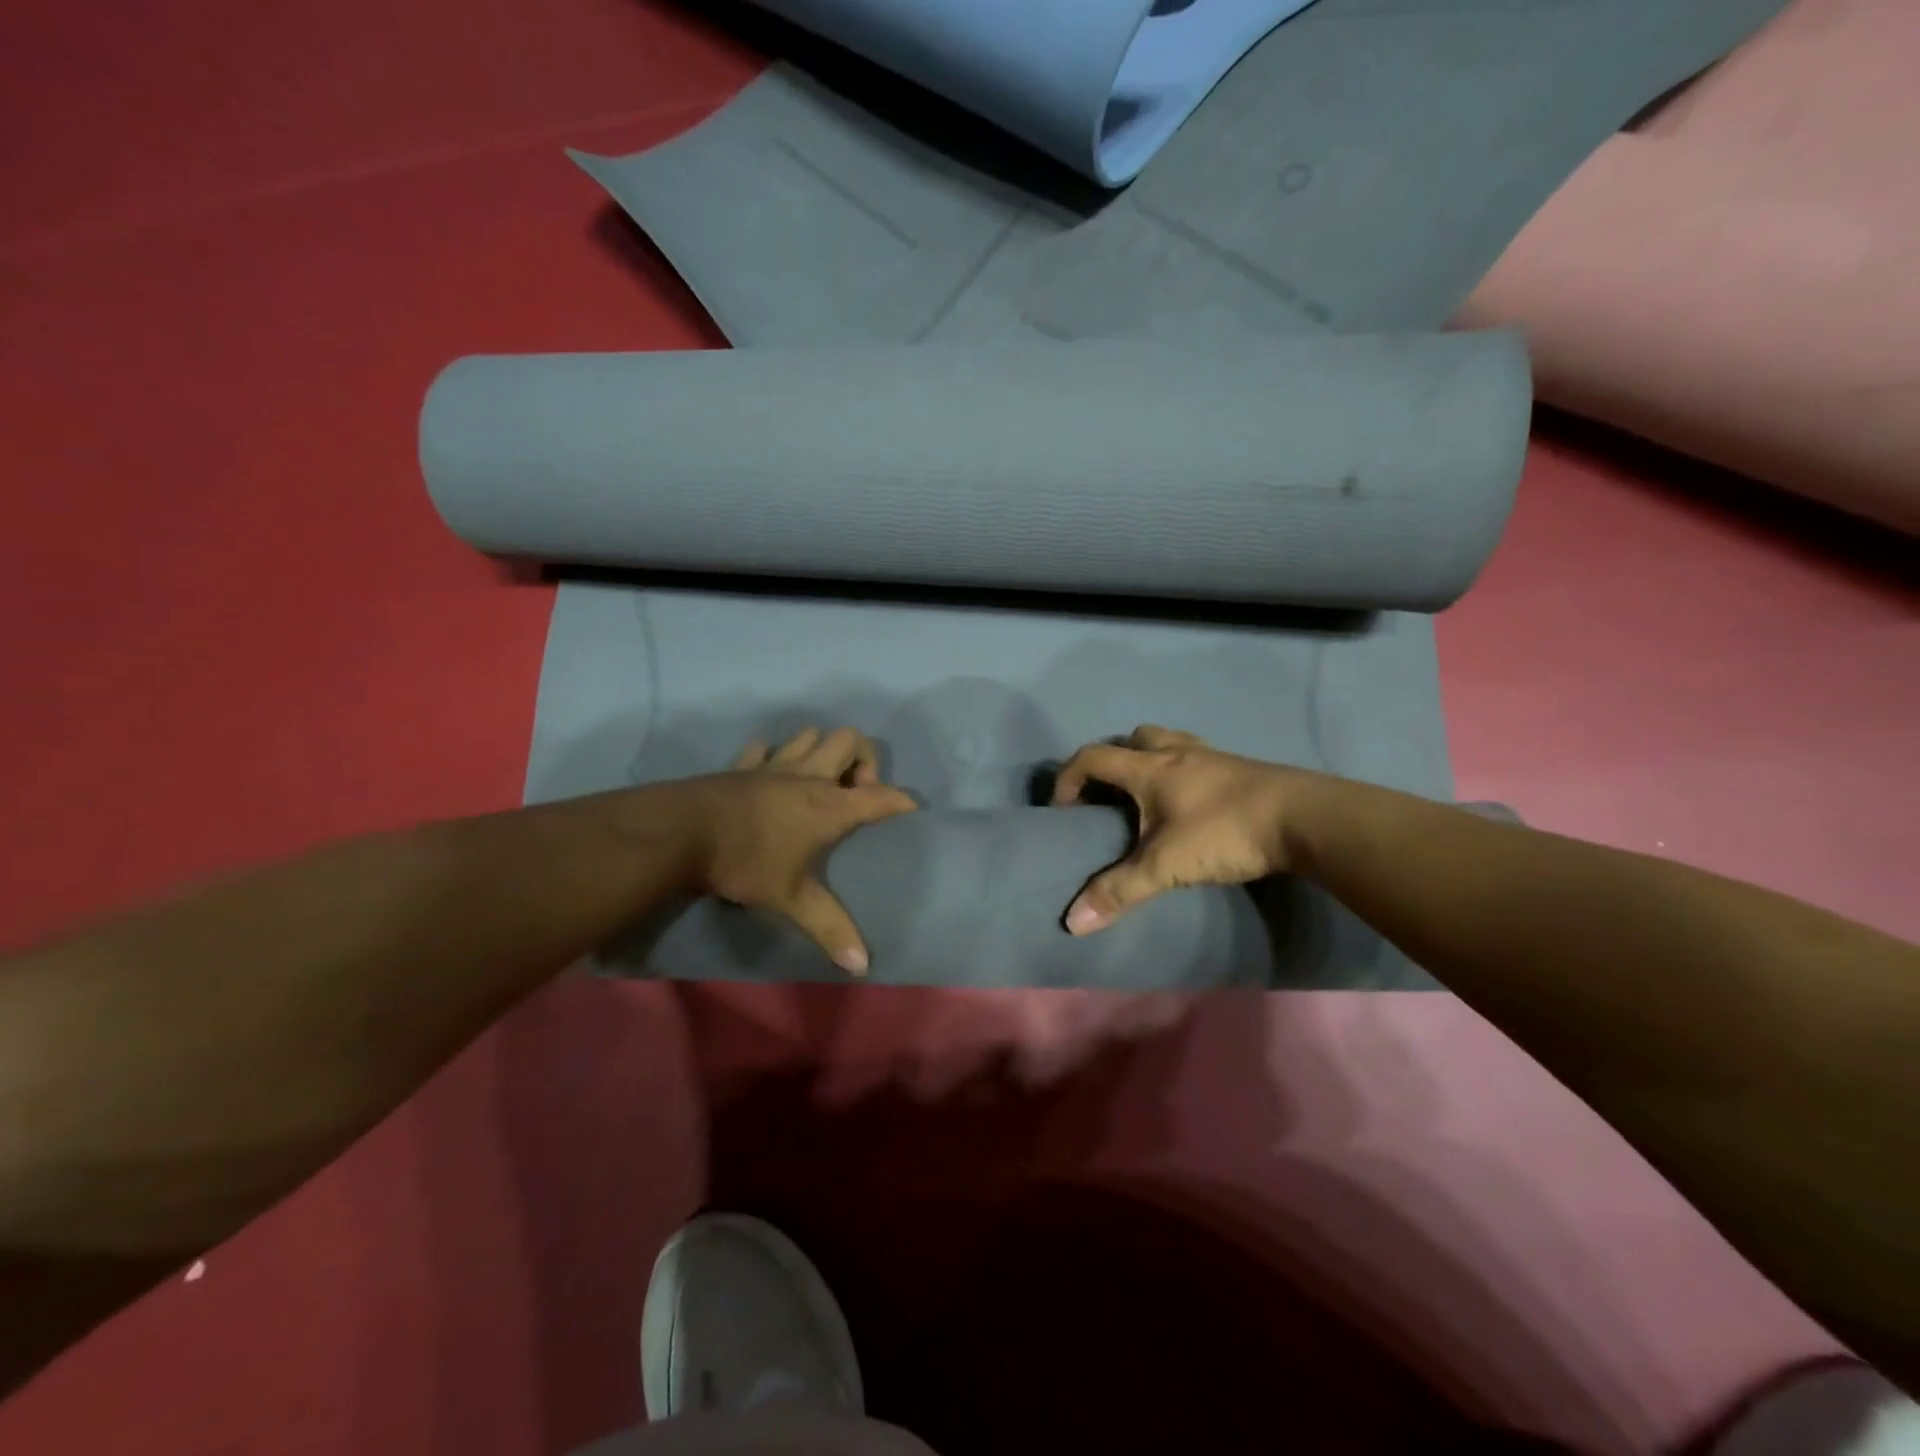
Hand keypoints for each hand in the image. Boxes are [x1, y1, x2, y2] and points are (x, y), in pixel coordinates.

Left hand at [685, 727, 915, 974]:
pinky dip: (774, 756)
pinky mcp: (744, 765)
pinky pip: (765, 748)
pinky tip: (771, 774)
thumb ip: (829, 928)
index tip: (910, 807)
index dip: (900, 800)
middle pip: (851, 741)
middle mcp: (809, 777)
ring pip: (810, 735)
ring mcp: (774, 766)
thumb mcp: (791, 899)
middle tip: (854, 793)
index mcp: (830, 806)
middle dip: (864, 759)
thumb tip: (863, 966)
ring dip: (822, 750)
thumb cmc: (747, 862)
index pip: (880, 796)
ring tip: (819, 780)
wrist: (682, 832)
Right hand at [1050, 725, 1315, 933]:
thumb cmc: (1223, 832)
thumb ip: (1118, 891)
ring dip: (1150, 761)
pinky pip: (1197, 758)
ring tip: (1150, 796)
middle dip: (1113, 761)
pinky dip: (1183, 771)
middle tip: (1111, 796)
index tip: (1062, 809)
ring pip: (1168, 742)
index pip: (1093, 757)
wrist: (1303, 818)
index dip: (1068, 778)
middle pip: (1133, 738)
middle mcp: (1176, 752)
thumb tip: (1072, 922)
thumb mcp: (1165, 866)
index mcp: (1149, 768)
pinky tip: (1191, 802)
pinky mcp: (1240, 768)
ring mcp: (1212, 756)